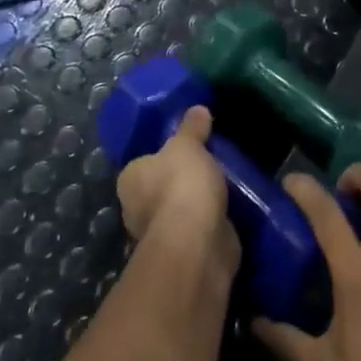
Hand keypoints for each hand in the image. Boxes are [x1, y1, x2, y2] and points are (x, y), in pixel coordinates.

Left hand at [115, 107, 238, 275]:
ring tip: (226, 184)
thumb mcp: (188, 144)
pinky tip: (230, 209)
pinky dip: (211, 221)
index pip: (145, 163)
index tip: (188, 149)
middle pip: (161, 187)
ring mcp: (160, 234)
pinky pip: (199, 228)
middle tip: (210, 163)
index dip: (164, 155)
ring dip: (198, 202)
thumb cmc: (182, 184)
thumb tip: (197, 109)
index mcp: (130, 179)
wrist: (198, 241)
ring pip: (181, 210)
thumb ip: (192, 127)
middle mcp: (137, 208)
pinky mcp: (185, 252)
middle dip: (182, 180)